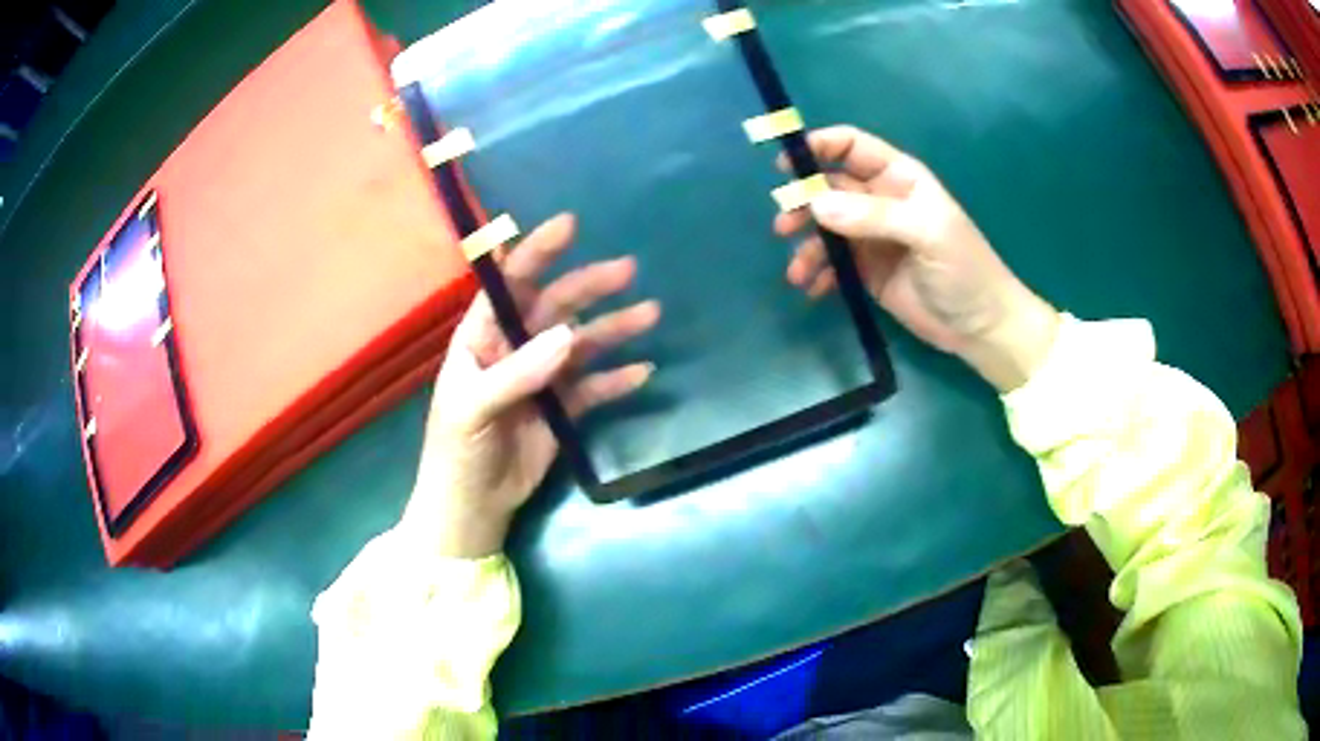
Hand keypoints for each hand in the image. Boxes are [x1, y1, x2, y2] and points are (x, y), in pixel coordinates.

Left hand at [403, 214, 659, 557]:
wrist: (472, 506)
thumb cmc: (456, 451)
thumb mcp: (473, 408)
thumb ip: (517, 372)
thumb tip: (569, 335)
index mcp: (482, 338)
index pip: (510, 286)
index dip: (536, 253)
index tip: (569, 225)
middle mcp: (514, 349)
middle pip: (555, 307)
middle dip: (589, 286)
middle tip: (628, 271)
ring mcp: (541, 378)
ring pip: (581, 343)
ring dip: (613, 328)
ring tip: (650, 315)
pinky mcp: (562, 409)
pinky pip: (594, 387)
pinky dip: (616, 379)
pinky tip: (643, 372)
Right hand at [775, 126, 1059, 391]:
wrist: (980, 326)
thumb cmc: (964, 269)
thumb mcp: (927, 232)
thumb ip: (875, 215)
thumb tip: (817, 205)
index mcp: (898, 178)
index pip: (851, 147)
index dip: (817, 147)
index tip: (786, 167)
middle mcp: (879, 200)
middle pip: (828, 186)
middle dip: (803, 202)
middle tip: (785, 225)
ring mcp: (870, 236)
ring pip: (824, 227)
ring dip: (806, 244)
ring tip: (798, 271)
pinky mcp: (866, 271)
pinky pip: (832, 263)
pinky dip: (818, 273)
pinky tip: (814, 289)